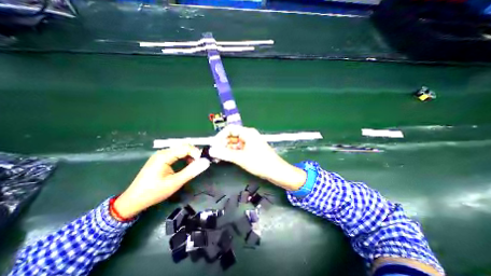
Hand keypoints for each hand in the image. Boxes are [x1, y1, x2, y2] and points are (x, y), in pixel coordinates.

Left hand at [113, 145, 210, 220]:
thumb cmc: (154, 192)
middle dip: (194, 154)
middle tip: (199, 164)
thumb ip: (191, 171)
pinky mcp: (161, 159)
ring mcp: (161, 155)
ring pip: (180, 150)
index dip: (197, 153)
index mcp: (164, 156)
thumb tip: (206, 162)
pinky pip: (176, 154)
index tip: (202, 163)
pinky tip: (186, 165)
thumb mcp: (175, 182)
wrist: (133, 200)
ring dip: (190, 156)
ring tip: (194, 166)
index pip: (186, 148)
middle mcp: (163, 152)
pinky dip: (184, 158)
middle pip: (183, 147)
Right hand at [209, 125, 305, 191]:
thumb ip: (225, 154)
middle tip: (215, 153)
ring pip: (235, 142)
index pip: (230, 129)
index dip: (220, 136)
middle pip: (232, 135)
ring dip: (227, 148)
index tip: (214, 145)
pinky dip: (233, 152)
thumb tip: (211, 150)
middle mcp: (249, 135)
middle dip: (223, 143)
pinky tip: (227, 158)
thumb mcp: (241, 158)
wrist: (276, 171)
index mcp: (247, 133)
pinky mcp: (252, 149)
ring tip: (219, 156)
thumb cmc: (260, 162)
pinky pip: (239, 148)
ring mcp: (251, 142)